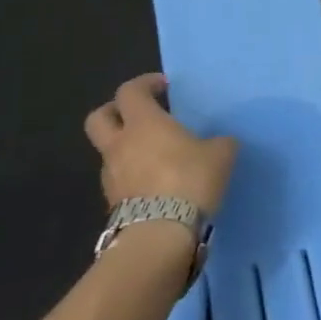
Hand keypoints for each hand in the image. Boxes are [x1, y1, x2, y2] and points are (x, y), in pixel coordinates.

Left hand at [83, 73, 237, 214]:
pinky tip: (156, 184)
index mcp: (144, 123)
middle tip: (140, 115)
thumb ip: (219, 143)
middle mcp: (120, 145)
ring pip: (109, 151)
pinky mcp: (112, 203)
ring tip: (155, 157)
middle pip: (99, 118)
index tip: (163, 86)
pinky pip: (119, 179)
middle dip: (115, 111)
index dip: (145, 84)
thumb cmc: (190, 181)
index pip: (130, 91)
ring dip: (126, 148)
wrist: (160, 235)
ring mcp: (111, 175)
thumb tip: (220, 143)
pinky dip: (132, 176)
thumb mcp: (221, 154)